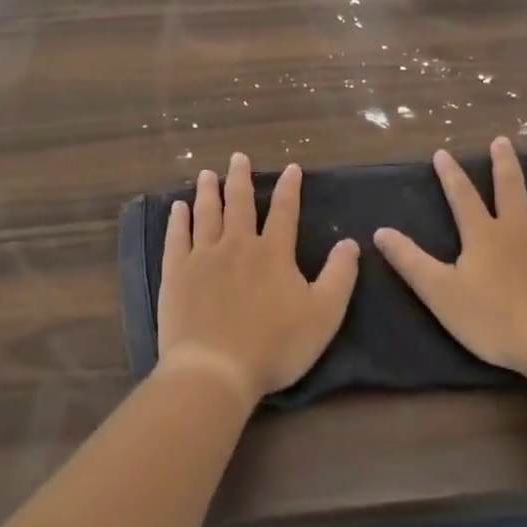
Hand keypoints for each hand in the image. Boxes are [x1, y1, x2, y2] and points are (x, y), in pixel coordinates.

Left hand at [157, 154, 359, 407]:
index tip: (291, 168)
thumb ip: (339, 276)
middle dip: (240, 178)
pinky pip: (177, 239)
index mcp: (273, 253)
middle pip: (239, 203)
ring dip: (208, 192)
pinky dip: (178, 221)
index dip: (289, 188)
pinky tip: (177, 208)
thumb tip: (350, 243)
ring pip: (206, 214)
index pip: (284, 211)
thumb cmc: (275, 345)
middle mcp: (237, 245)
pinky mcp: (177, 274)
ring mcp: (203, 257)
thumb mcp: (324, 314)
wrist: (216, 369)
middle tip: (238, 157)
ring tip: (207, 173)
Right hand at [375, 138, 526, 395]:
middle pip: (510, 188)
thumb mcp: (441, 294)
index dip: (450, 175)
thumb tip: (380, 231)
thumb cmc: (497, 320)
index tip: (442, 153)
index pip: (462, 197)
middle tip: (502, 140)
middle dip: (503, 163)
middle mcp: (519, 227)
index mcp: (483, 235)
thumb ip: (411, 261)